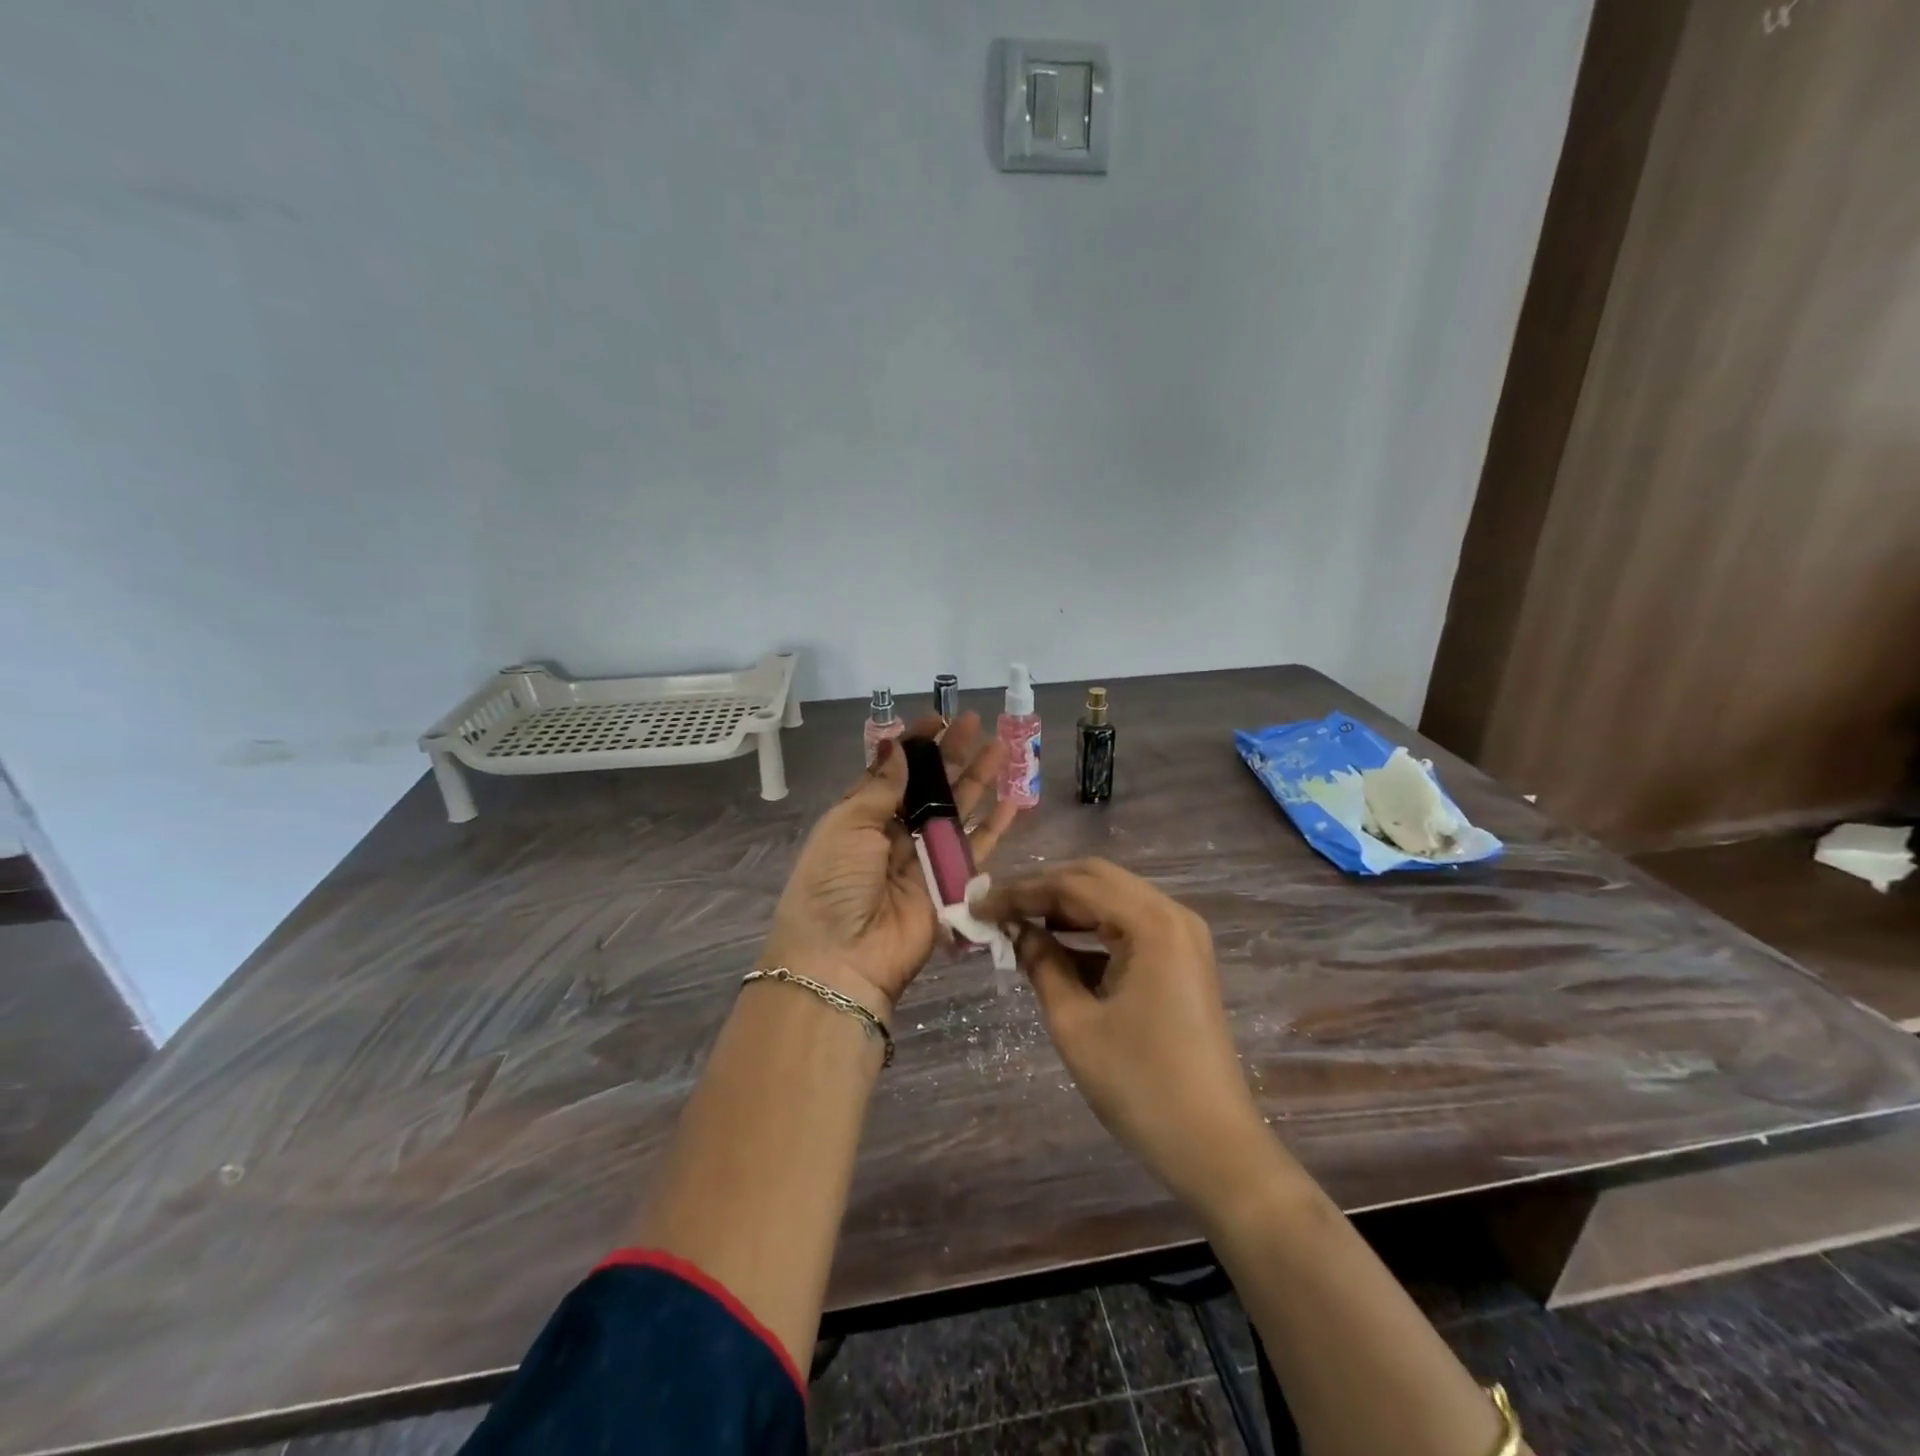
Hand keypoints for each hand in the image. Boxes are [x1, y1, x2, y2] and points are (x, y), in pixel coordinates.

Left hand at [760, 712, 1019, 1014]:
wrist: (843, 958)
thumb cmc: (834, 883)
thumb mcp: (847, 825)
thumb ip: (881, 787)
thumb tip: (898, 746)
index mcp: (862, 817)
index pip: (894, 772)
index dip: (916, 745)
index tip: (939, 719)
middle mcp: (895, 834)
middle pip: (930, 787)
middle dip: (953, 754)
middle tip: (978, 722)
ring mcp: (925, 859)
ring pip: (958, 811)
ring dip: (979, 780)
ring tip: (1002, 747)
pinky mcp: (952, 884)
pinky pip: (978, 848)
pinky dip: (997, 826)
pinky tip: (1015, 800)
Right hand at [977, 860, 1277, 1212]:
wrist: (1214, 1146)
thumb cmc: (1140, 1086)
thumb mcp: (1075, 1024)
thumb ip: (1041, 964)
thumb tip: (1015, 930)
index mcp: (1151, 923)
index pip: (1073, 885)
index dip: (1020, 892)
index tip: (978, 907)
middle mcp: (1171, 914)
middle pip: (1095, 879)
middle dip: (1042, 890)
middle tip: (997, 910)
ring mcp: (1181, 935)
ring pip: (1111, 898)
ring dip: (1065, 907)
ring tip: (1018, 924)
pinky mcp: (1181, 958)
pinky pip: (1128, 925)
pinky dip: (1090, 930)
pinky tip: (1056, 947)